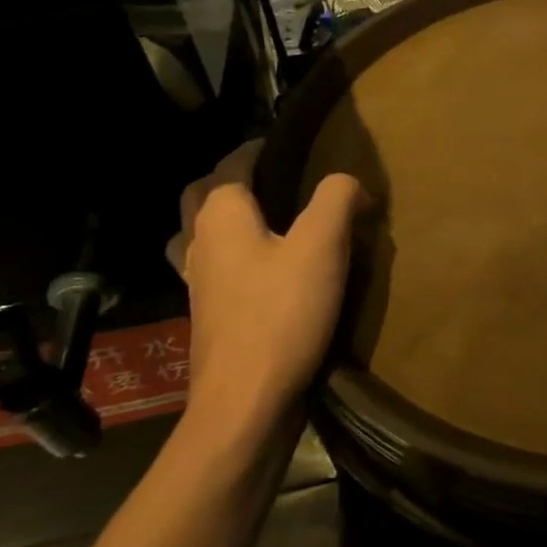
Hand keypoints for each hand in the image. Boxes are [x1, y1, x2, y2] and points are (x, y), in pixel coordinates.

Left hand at [167, 143, 366, 441]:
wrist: (244, 401)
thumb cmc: (281, 314)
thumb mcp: (322, 246)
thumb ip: (337, 198)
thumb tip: (350, 183)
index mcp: (220, 214)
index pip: (233, 162)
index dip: (261, 148)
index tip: (294, 145)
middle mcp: (198, 240)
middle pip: (203, 193)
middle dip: (233, 177)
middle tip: (277, 178)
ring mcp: (196, 280)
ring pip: (199, 231)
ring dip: (223, 216)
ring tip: (267, 220)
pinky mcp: (206, 312)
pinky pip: (211, 265)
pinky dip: (229, 252)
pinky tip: (262, 268)